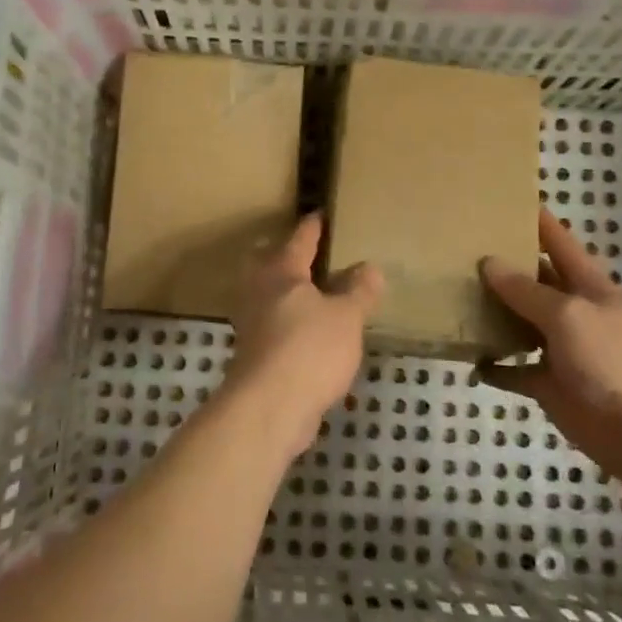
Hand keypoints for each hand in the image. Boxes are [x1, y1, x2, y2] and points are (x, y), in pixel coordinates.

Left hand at [224, 213, 383, 461]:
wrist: (269, 407)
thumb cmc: (309, 349)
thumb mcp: (346, 317)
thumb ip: (358, 291)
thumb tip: (369, 267)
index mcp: (282, 272)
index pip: (300, 240)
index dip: (313, 227)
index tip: (319, 214)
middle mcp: (260, 291)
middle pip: (269, 264)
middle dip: (284, 257)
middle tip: (305, 254)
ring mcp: (252, 324)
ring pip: (268, 296)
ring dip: (286, 293)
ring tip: (311, 295)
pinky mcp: (254, 354)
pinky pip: (272, 327)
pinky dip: (288, 323)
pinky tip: (307, 334)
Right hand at [481, 209, 621, 491]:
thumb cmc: (611, 360)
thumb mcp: (568, 314)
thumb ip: (526, 290)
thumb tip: (488, 262)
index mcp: (588, 285)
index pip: (558, 241)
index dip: (536, 219)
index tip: (505, 198)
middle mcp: (572, 310)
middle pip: (533, 280)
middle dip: (503, 264)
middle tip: (459, 246)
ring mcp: (560, 348)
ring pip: (519, 321)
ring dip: (493, 312)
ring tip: (454, 294)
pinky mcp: (548, 383)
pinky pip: (513, 369)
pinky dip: (494, 365)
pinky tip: (468, 357)